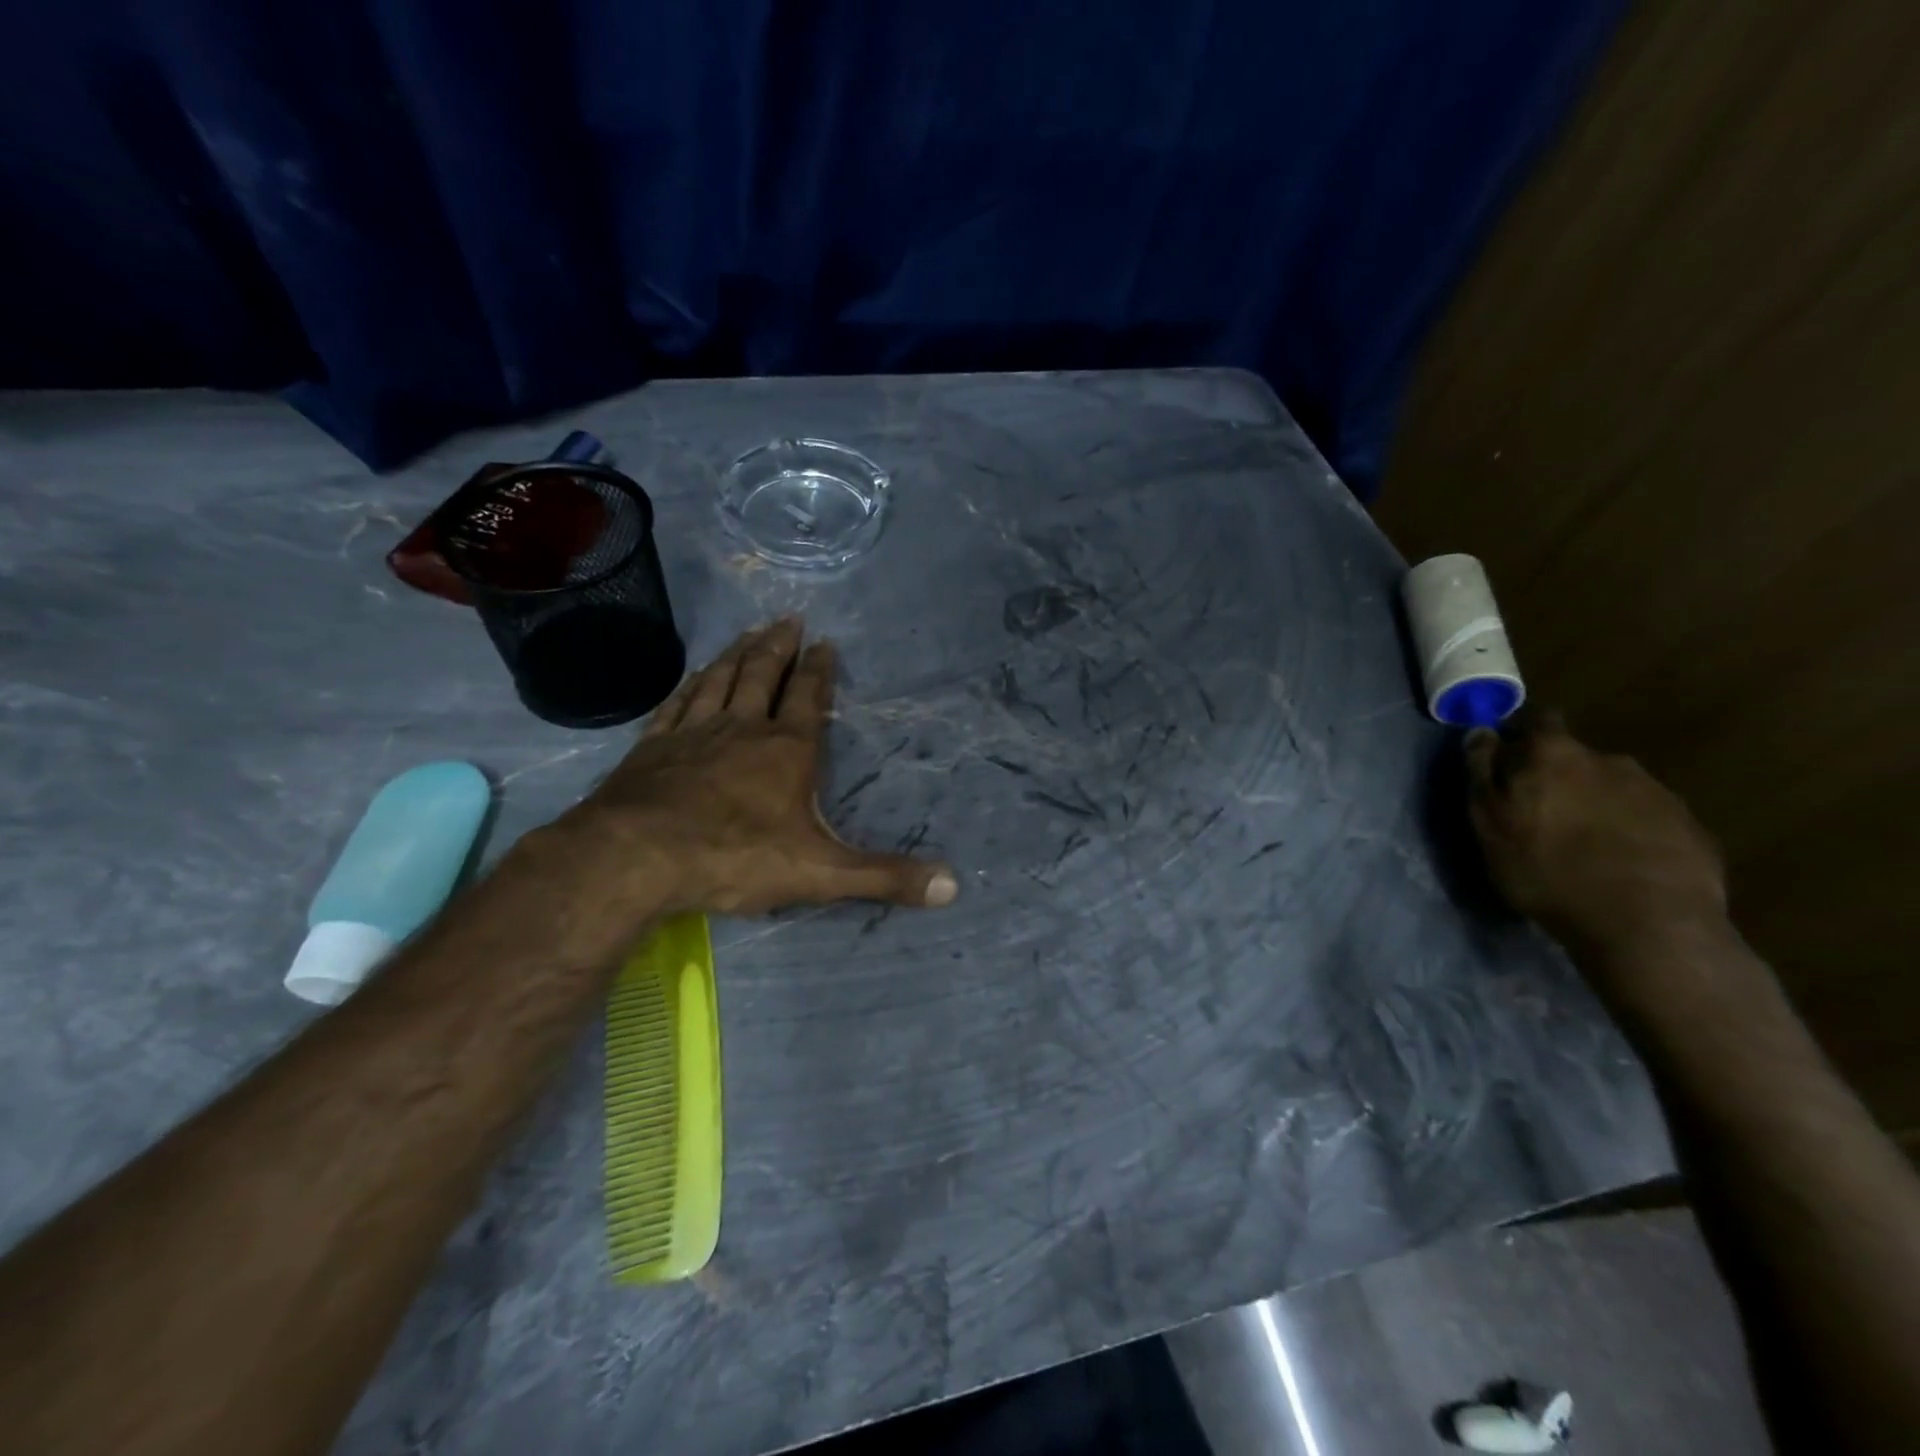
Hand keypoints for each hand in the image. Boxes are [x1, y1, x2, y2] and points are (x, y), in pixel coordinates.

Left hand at [522, 618, 956, 964]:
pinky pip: (676, 704)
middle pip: (761, 675)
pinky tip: (692, 677)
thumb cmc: (736, 858)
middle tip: (787, 618)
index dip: (819, 669)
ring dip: (735, 655)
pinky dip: (689, 685)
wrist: (638, 857)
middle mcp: (742, 729)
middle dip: (778, 647)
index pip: (808, 697)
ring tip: (747, 633)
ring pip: (719, 681)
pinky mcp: (652, 748)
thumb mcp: (822, 873)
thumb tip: (954, 887)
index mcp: (786, 750)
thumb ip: (885, 877)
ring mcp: (693, 734)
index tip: (824, 642)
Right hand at [1466, 710, 1726, 964]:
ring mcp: (1656, 792)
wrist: (1649, 925)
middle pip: (1575, 757)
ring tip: (1585, 845)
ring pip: (1613, 788)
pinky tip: (1622, 864)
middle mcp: (1609, 760)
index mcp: (1555, 754)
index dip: (1520, 736)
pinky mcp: (1691, 827)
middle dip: (1558, 777)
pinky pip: (1648, 818)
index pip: (1537, 720)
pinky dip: (1630, 831)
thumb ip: (1482, 773)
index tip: (1508, 764)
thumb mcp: (1490, 824)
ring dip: (1596, 804)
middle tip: (1542, 816)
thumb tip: (1481, 731)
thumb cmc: (1548, 870)